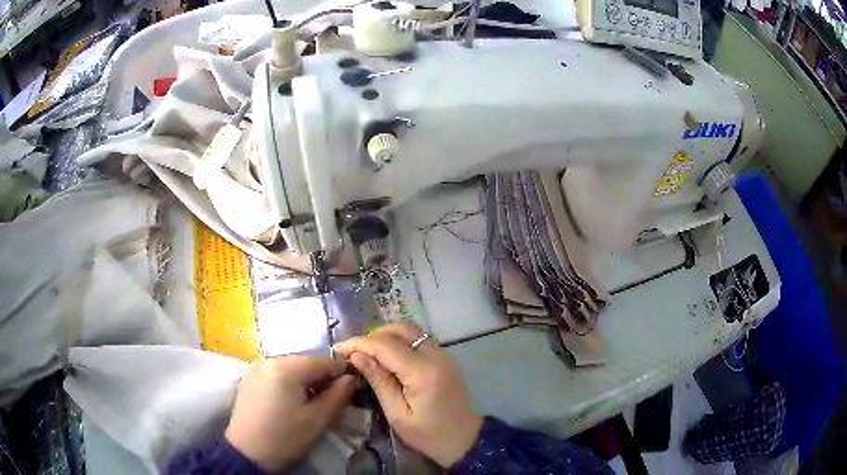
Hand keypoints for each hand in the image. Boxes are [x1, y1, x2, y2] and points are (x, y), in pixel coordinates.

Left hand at [224, 356, 355, 472]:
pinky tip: (293, 400)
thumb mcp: (317, 420)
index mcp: (285, 368)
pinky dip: (289, 382)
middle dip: (322, 376)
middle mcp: (268, 360)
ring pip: (289, 367)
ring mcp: (255, 368)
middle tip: (334, 396)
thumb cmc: (285, 437)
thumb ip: (338, 396)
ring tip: (314, 400)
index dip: (341, 371)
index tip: (353, 385)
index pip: (322, 361)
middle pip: (304, 361)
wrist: (247, 453)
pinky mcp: (248, 379)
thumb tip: (351, 378)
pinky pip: (275, 373)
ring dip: (305, 379)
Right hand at [334, 322, 482, 467]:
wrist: (464, 439)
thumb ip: (378, 382)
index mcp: (423, 371)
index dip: (359, 343)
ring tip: (366, 353)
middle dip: (372, 336)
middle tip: (353, 352)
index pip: (385, 346)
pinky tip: (386, 356)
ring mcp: (443, 354)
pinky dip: (399, 341)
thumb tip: (357, 356)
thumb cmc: (428, 434)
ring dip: (386, 336)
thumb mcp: (397, 414)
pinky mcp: (444, 357)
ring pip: (410, 330)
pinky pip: (418, 339)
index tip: (338, 349)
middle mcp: (435, 355)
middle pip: (400, 329)